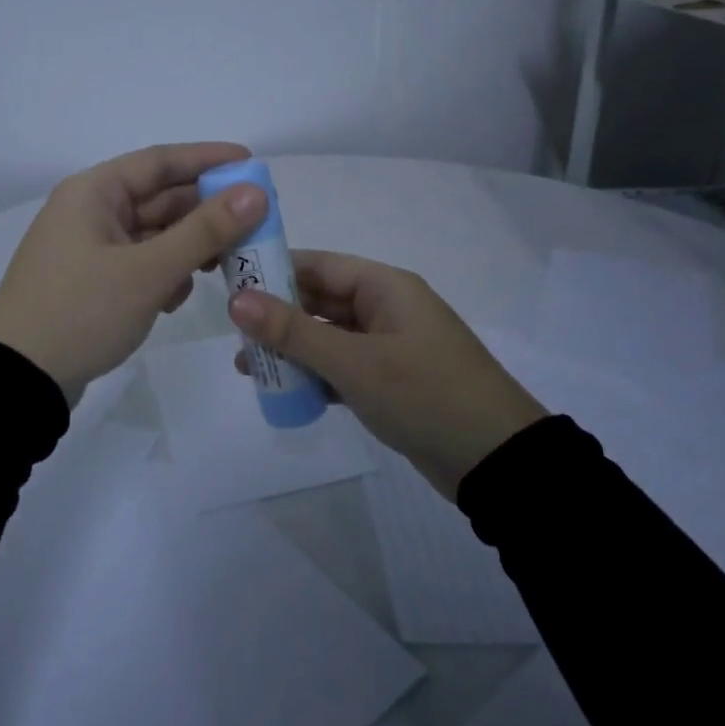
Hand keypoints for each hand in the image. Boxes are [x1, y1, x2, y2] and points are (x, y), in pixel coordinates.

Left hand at [0, 142, 268, 404]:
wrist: (18, 380)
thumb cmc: (81, 313)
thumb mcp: (148, 271)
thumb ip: (205, 231)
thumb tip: (255, 193)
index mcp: (94, 193)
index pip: (160, 161)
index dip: (208, 159)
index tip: (251, 163)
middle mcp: (89, 212)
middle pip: (159, 199)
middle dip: (205, 213)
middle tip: (254, 225)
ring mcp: (88, 249)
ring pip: (153, 235)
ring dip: (187, 248)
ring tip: (223, 267)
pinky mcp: (91, 282)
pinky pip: (139, 264)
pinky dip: (164, 274)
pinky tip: (177, 298)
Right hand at [229, 250, 546, 499]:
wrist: (496, 460)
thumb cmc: (425, 395)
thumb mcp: (355, 362)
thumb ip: (294, 332)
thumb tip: (236, 300)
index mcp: (385, 288)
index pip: (318, 265)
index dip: (273, 270)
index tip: (228, 282)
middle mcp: (386, 309)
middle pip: (319, 301)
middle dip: (276, 317)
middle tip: (230, 333)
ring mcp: (388, 347)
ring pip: (327, 337)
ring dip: (290, 350)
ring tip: (245, 368)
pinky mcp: (390, 382)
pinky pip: (341, 368)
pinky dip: (314, 376)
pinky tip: (282, 391)